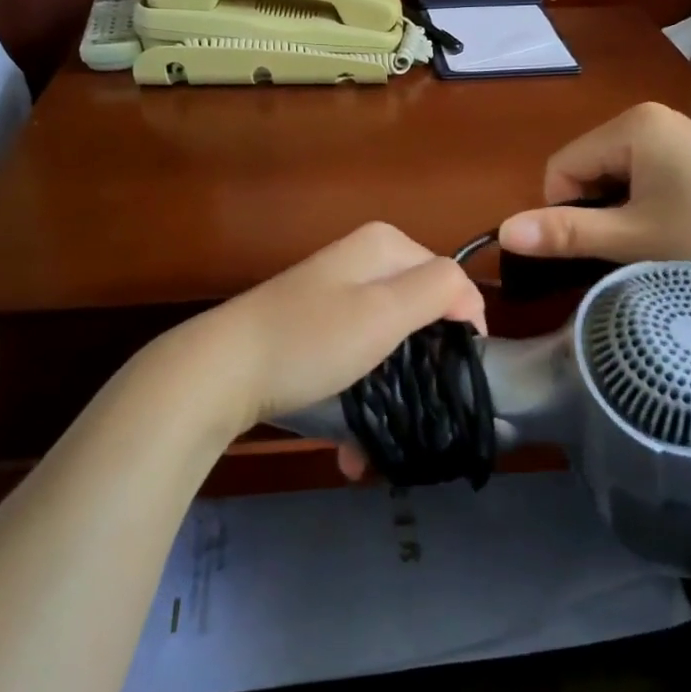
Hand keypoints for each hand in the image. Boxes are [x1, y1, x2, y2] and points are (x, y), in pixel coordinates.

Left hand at [159, 222, 484, 443]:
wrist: (221, 372)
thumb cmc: (312, 340)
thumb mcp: (385, 310)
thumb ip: (440, 289)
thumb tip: (470, 297)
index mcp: (385, 245)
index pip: (452, 281)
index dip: (462, 329)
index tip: (459, 380)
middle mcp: (363, 261)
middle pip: (419, 314)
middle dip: (420, 369)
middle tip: (423, 414)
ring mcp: (336, 294)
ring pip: (388, 344)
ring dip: (390, 394)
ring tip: (381, 445)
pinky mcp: (315, 327)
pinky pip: (356, 357)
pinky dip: (359, 396)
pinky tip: (350, 446)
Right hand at [497, 102, 690, 306]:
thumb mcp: (635, 238)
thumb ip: (565, 233)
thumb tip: (501, 232)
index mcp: (631, 125)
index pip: (561, 167)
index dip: (563, 211)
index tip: (594, 248)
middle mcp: (651, 120)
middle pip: (586, 170)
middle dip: (593, 212)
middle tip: (627, 250)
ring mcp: (678, 139)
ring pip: (614, 180)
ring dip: (618, 215)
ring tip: (651, 247)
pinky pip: (644, 182)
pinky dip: (642, 211)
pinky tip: (672, 237)